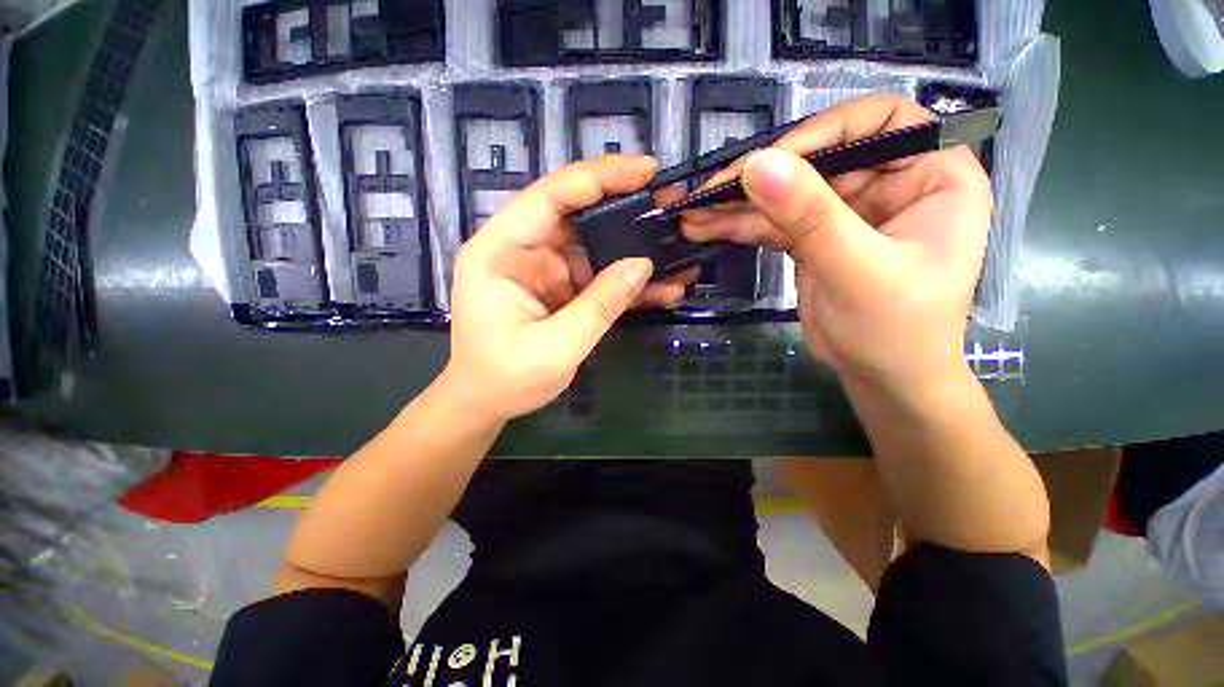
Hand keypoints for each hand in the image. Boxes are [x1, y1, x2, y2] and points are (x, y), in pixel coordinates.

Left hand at [440, 156, 693, 423]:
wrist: (487, 403)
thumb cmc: (505, 379)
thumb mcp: (554, 348)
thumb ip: (598, 306)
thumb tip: (642, 264)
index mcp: (498, 252)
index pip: (548, 198)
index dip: (597, 178)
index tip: (645, 169)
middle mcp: (521, 250)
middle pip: (576, 214)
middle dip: (625, 207)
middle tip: (672, 202)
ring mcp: (544, 269)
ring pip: (595, 245)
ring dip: (634, 247)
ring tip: (678, 245)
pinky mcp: (561, 288)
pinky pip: (598, 275)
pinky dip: (628, 281)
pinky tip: (662, 286)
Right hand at [683, 94, 991, 391]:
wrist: (883, 378)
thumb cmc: (896, 330)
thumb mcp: (857, 270)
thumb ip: (810, 217)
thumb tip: (759, 164)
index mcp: (931, 173)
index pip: (878, 122)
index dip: (823, 131)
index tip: (770, 161)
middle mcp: (889, 182)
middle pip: (817, 159)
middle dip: (760, 178)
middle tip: (708, 193)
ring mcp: (847, 211)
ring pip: (787, 193)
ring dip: (738, 205)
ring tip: (694, 215)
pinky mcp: (815, 237)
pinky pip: (774, 222)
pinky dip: (741, 226)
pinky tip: (706, 228)